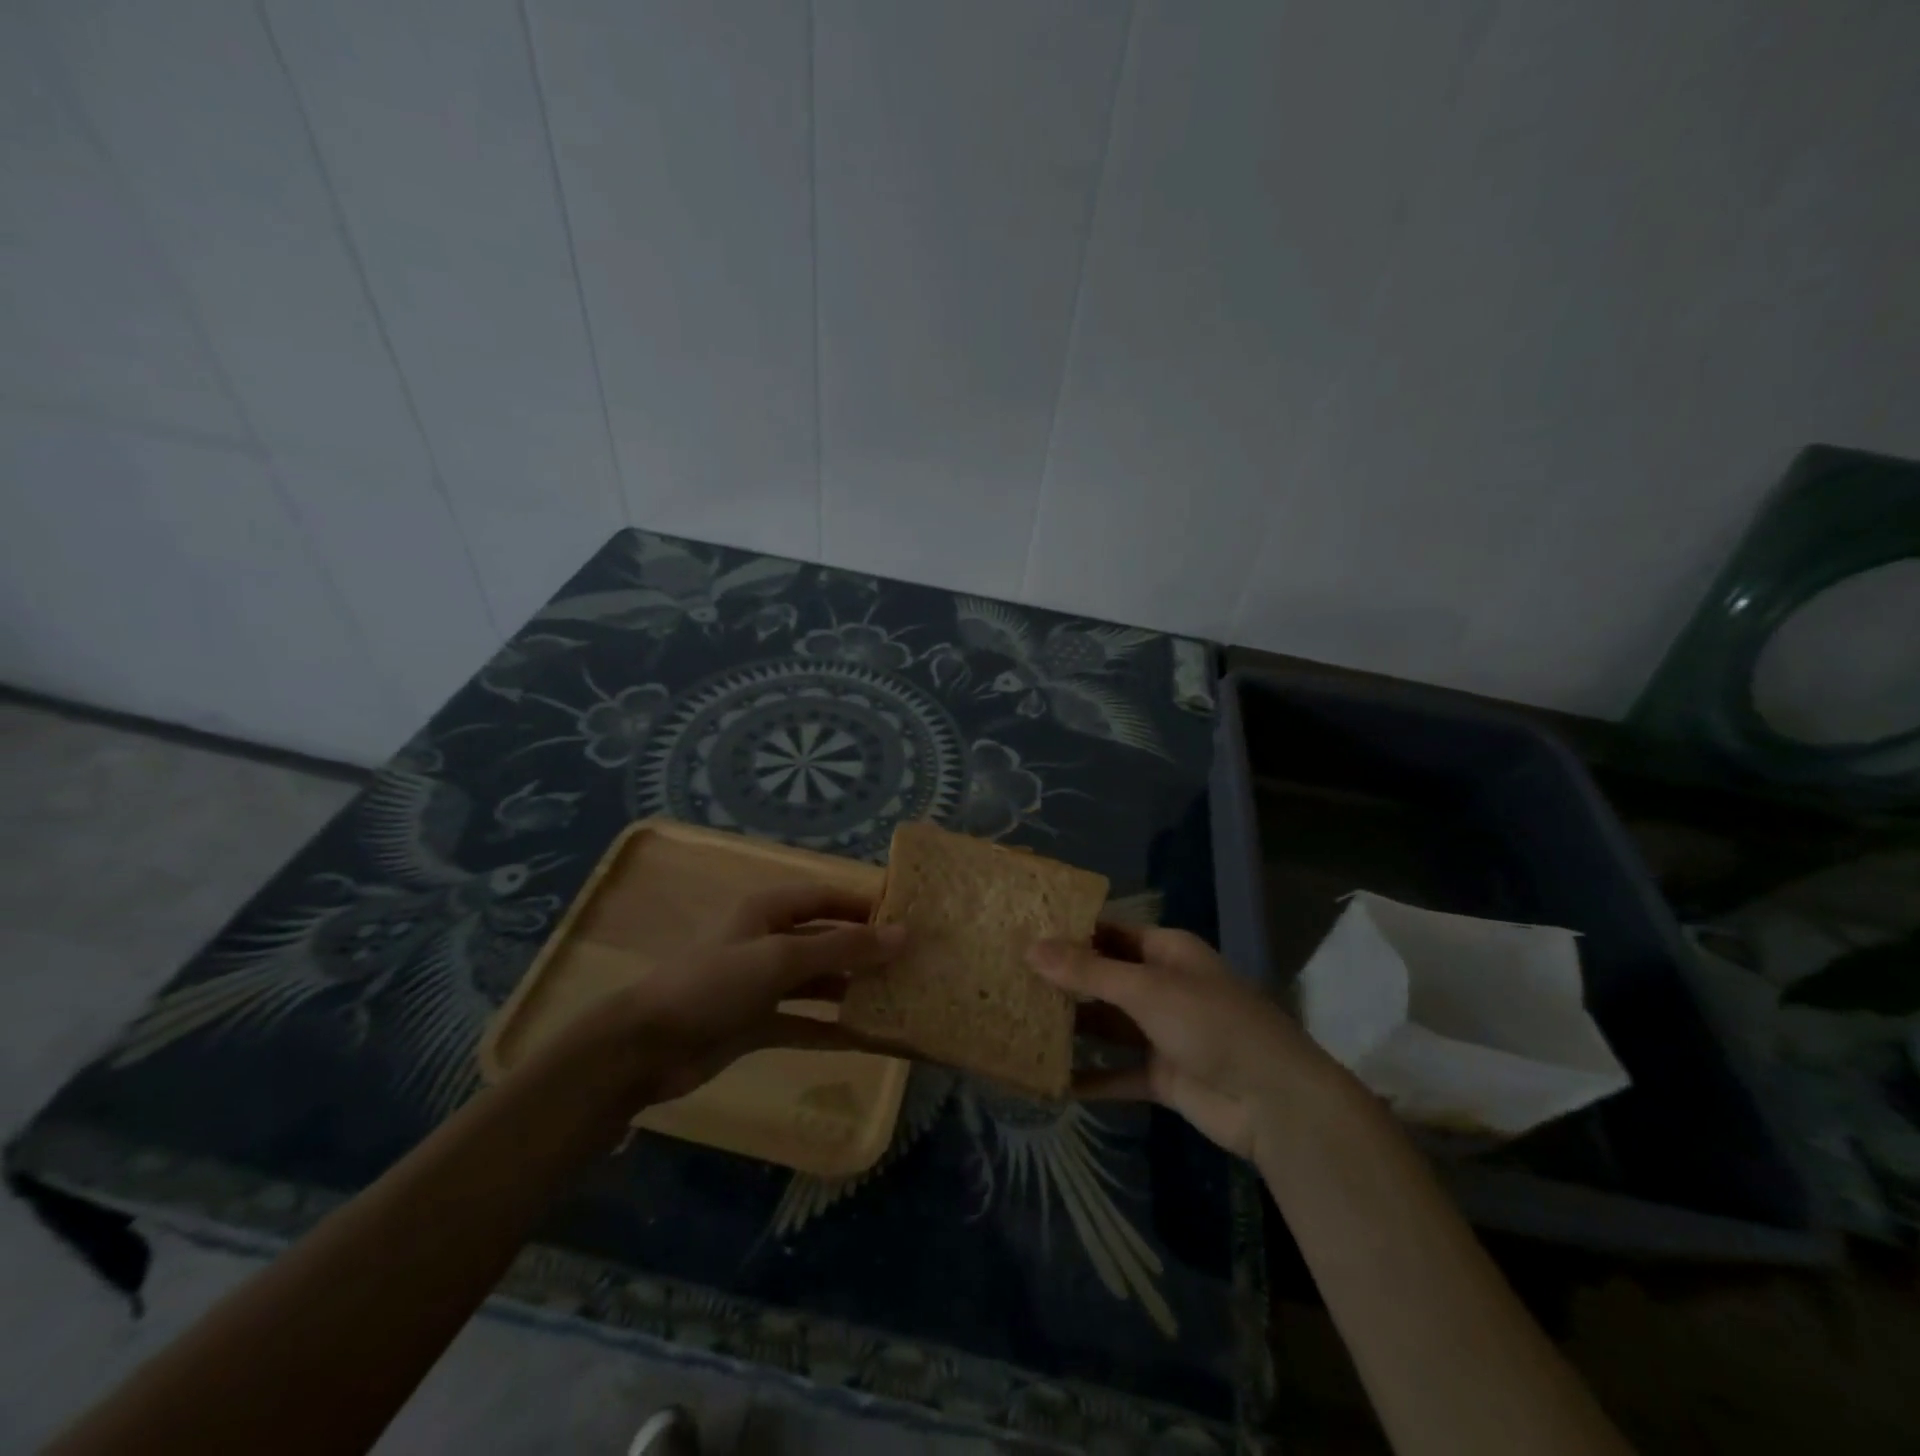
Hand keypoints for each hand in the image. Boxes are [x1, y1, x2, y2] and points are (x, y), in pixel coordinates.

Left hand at [540, 884, 904, 1108]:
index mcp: (769, 911)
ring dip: (853, 989)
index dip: (865, 903)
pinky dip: (832, 1028)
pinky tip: (868, 1039)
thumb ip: (843, 949)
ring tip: (899, 998)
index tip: (908, 916)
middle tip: (913, 963)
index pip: (827, 896)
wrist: (645, 1047)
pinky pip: (804, 1021)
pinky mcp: (756, 1023)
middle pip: (827, 939)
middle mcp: (768, 941)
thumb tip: (902, 935)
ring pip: (819, 982)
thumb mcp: (781, 959)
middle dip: (865, 950)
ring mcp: (762, 985)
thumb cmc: (714, 984)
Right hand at [1029, 925, 1349, 1165]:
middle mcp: (1162, 985)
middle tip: (1008, 977)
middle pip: (1103, 977)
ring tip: (1019, 1024)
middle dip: (1063, 980)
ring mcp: (1162, 1032)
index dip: (1068, 931)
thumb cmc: (1211, 1024)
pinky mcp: (1162, 1075)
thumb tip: (1031, 948)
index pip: (1108, 932)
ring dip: (1073, 1027)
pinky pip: (1117, 1072)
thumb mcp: (1147, 989)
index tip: (1022, 933)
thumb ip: (1088, 971)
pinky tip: (1050, 1080)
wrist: (1274, 1102)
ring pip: (1107, 1025)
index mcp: (1165, 951)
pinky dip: (1090, 1077)